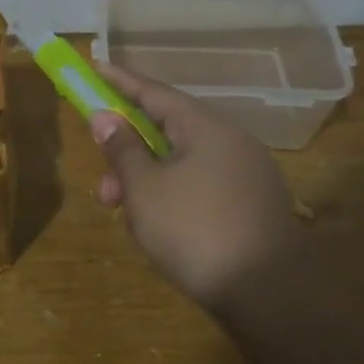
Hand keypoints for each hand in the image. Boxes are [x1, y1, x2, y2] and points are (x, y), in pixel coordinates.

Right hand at [90, 60, 302, 312]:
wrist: (270, 295)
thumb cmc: (196, 231)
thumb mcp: (145, 189)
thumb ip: (122, 149)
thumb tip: (105, 116)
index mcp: (206, 127)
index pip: (154, 93)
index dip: (120, 81)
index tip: (94, 68)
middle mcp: (231, 142)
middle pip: (167, 132)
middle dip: (128, 156)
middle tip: (105, 189)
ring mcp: (246, 174)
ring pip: (182, 165)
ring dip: (148, 183)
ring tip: (130, 220)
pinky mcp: (252, 206)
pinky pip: (201, 187)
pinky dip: (173, 198)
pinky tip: (159, 231)